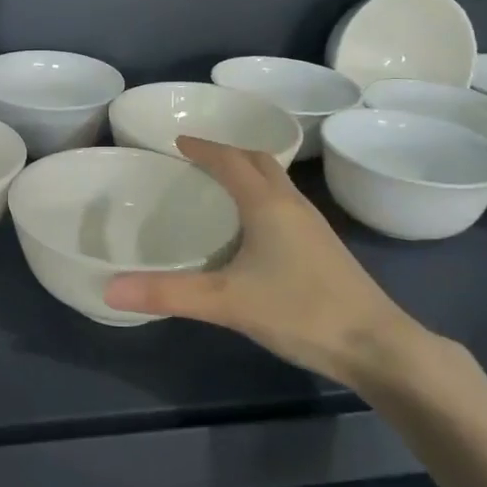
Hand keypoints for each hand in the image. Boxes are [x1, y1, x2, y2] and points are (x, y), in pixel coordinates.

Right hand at [103, 136, 420, 386]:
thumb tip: (110, 289)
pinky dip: (262, 198)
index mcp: (267, 204)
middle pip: (258, 161)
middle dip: (227, 152)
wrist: (377, 345)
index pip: (230, 160)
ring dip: (248, 173)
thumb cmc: (300, 311)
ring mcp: (313, 226)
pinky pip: (286, 204)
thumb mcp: (226, 302)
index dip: (203, 148)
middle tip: (197, 159)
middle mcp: (292, 205)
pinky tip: (253, 228)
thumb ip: (168, 293)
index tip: (177, 141)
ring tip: (220, 186)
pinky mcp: (324, 248)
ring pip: (276, 182)